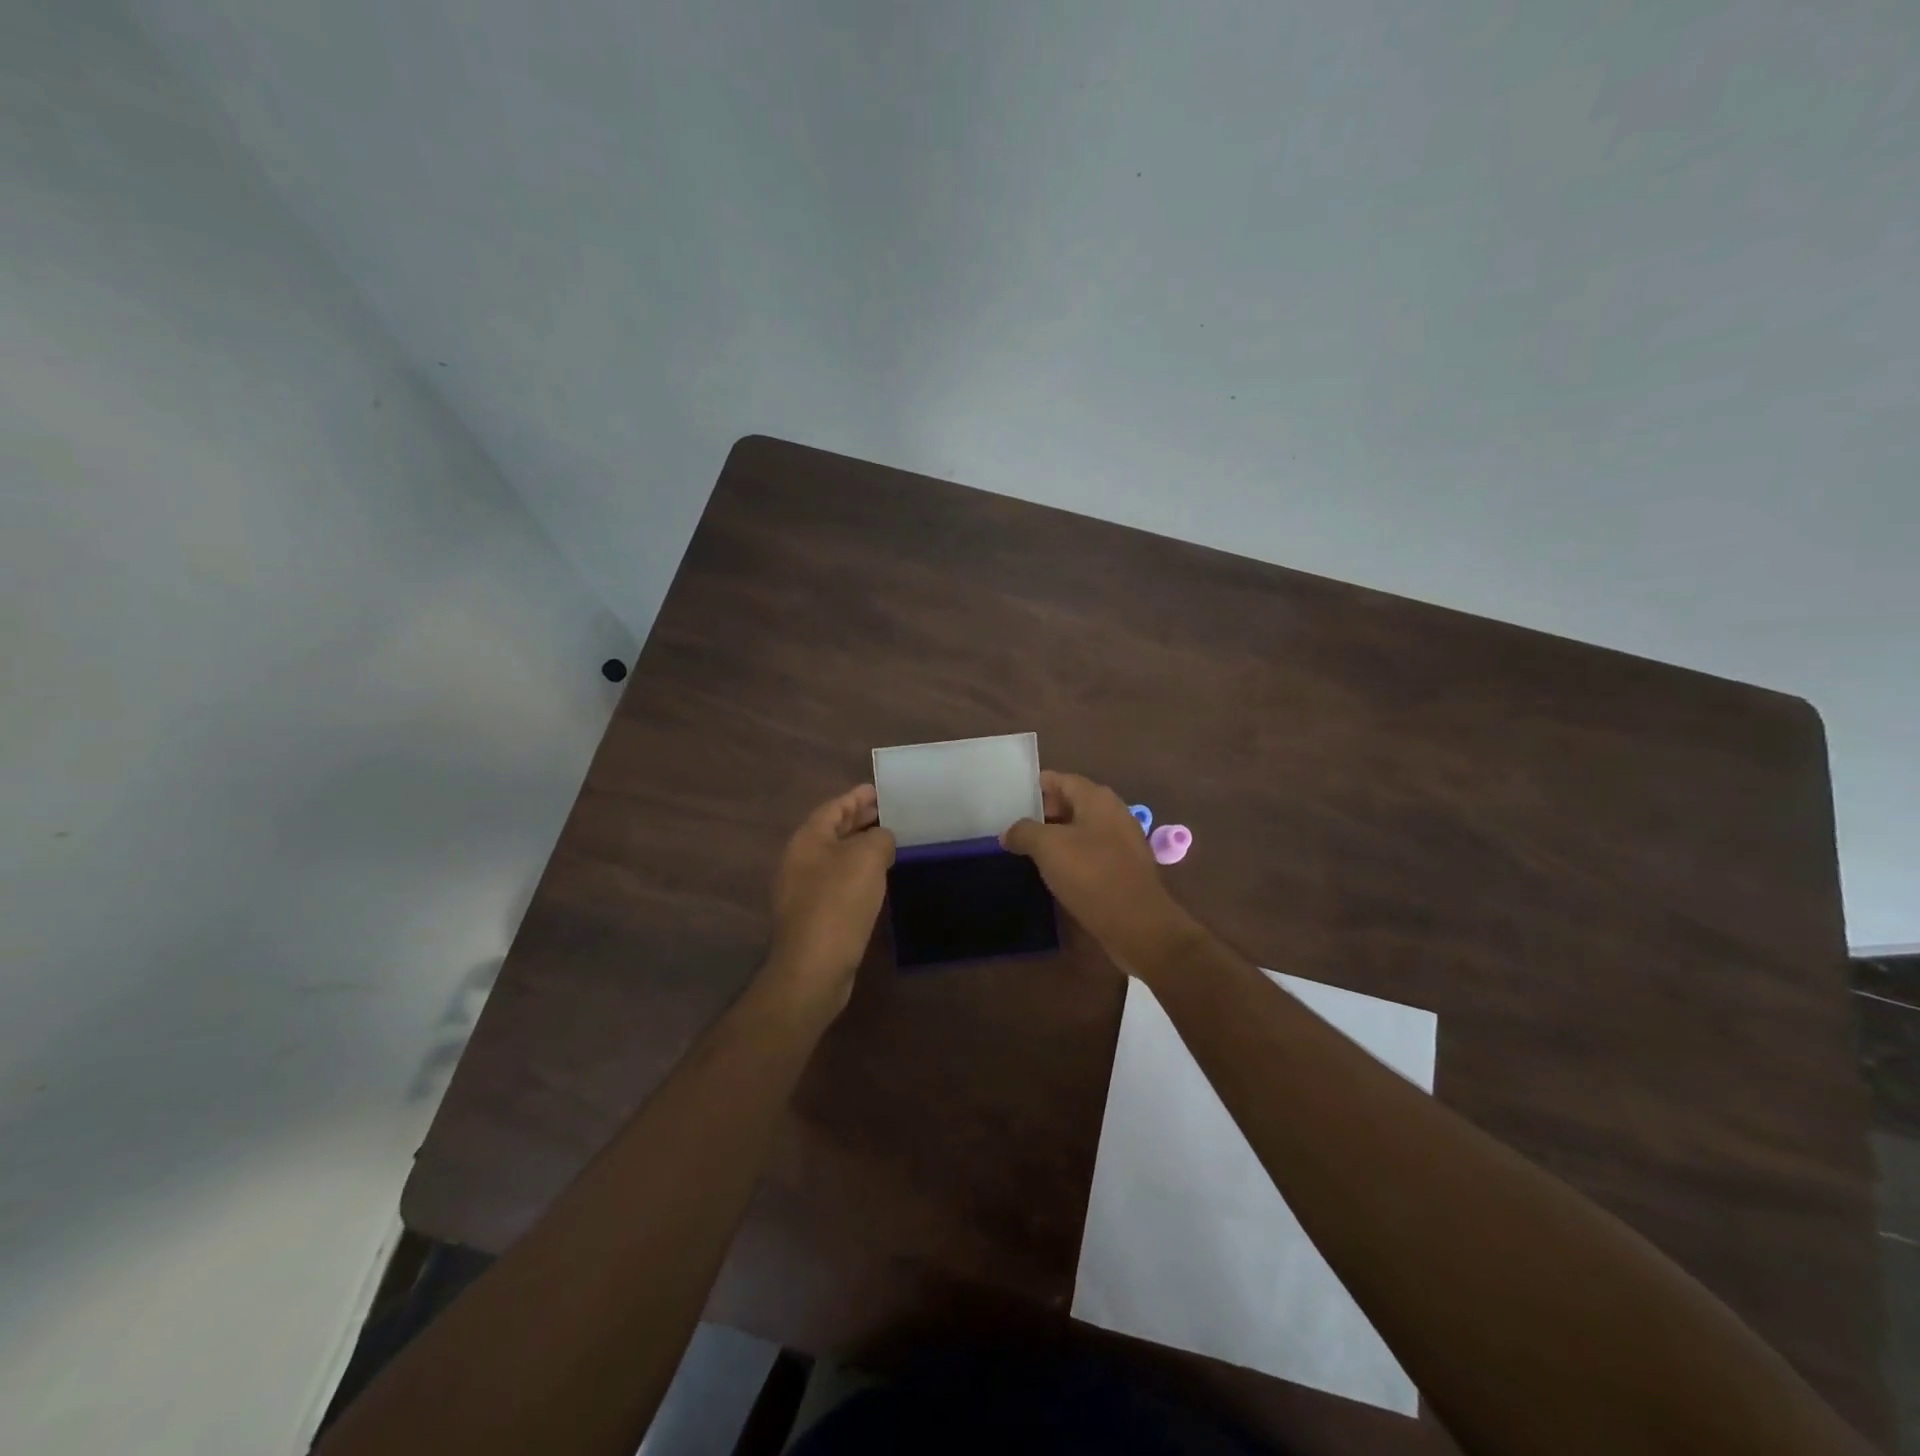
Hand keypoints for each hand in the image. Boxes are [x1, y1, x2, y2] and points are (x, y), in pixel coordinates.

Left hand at [765, 784, 895, 1014]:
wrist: (814, 966)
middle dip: (860, 820)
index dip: (857, 796)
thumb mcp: (867, 858)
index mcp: (808, 840)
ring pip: (837, 857)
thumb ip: (879, 838)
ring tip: (890, 842)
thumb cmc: (839, 903)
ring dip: (861, 847)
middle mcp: (801, 860)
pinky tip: (878, 879)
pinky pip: (839, 881)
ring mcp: (804, 889)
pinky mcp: (815, 915)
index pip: (834, 807)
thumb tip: (883, 838)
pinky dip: (859, 872)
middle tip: (890, 812)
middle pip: (833, 831)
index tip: (880, 790)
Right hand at [1002, 771, 1202, 976]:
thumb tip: (1008, 832)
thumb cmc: (1091, 875)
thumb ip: (1023, 832)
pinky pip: (1090, 854)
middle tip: (1012, 828)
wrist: (1137, 925)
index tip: (1008, 801)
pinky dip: (1070, 858)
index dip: (1033, 787)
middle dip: (1042, 814)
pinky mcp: (1123, 869)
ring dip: (1055, 838)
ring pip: (1080, 830)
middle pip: (1070, 803)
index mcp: (1097, 798)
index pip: (1059, 780)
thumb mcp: (1047, 847)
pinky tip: (1052, 873)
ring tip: (1026, 851)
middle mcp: (1112, 813)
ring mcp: (1121, 842)